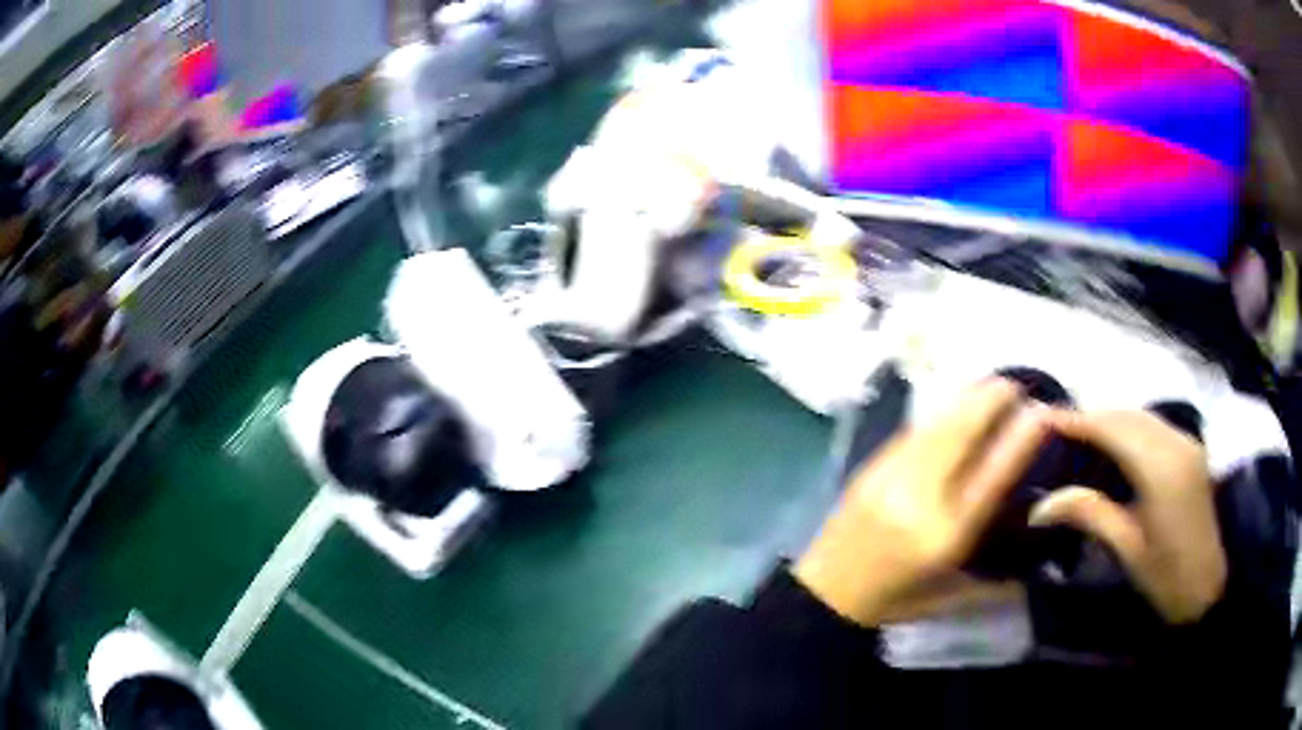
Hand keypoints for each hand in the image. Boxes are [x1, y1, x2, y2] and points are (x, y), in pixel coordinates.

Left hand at [794, 379, 1047, 625]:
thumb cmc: (893, 600)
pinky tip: (954, 405)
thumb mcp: (948, 599)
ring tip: (991, 385)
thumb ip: (995, 584)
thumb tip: (1038, 566)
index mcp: (944, 536)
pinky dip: (940, 412)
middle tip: (1017, 385)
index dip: (1019, 438)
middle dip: (992, 400)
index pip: (991, 476)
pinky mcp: (870, 467)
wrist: (825, 594)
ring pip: (937, 425)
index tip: (1042, 411)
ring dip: (967, 399)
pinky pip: (913, 431)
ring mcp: (890, 477)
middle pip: (962, 434)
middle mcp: (919, 499)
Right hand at [1029, 410, 1226, 624]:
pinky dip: (1130, 427)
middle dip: (1093, 417)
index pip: (1115, 429)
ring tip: (1080, 435)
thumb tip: (1040, 505)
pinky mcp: (1191, 450)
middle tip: (1058, 429)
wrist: (1207, 588)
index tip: (1046, 419)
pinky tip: (1114, 444)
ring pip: (1142, 416)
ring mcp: (1187, 443)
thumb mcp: (1127, 549)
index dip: (1080, 421)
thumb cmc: (1166, 577)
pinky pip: (1155, 426)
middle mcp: (1177, 443)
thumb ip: (1090, 514)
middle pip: (1128, 415)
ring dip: (1111, 419)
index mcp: (1161, 469)